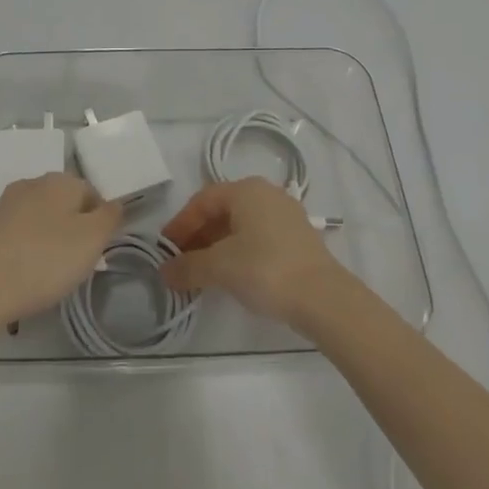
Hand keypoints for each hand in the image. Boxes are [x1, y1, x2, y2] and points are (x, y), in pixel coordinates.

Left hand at [0, 173, 122, 328]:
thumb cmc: (45, 259)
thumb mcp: (92, 239)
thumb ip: (109, 217)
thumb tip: (114, 204)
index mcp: (60, 180)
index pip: (92, 193)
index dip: (100, 223)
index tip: (97, 253)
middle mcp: (33, 184)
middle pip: (65, 204)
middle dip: (75, 231)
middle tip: (77, 266)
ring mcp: (7, 204)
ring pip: (42, 219)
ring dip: (51, 241)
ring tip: (51, 275)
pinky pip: (20, 235)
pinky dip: (28, 251)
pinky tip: (27, 275)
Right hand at [160, 178, 349, 325]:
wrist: (324, 299)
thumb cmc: (265, 269)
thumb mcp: (220, 267)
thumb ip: (188, 267)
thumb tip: (164, 272)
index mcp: (246, 189)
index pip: (202, 200)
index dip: (180, 224)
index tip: (165, 249)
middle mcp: (266, 193)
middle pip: (222, 211)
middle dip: (198, 236)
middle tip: (181, 261)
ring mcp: (285, 215)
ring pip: (241, 225)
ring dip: (217, 245)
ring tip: (203, 272)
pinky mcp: (298, 238)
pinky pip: (258, 237)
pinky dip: (239, 251)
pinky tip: (233, 275)